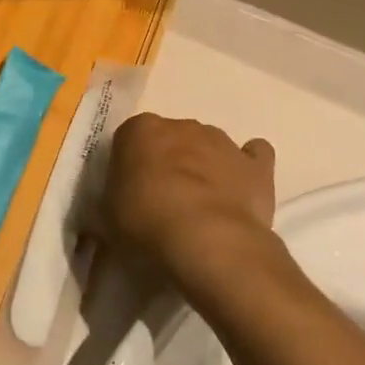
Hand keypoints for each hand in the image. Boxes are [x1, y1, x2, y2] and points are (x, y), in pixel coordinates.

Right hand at [100, 114, 276, 281]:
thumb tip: (110, 210)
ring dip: (205, 166)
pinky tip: (242, 189)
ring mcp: (221, 141)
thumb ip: (111, 202)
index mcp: (140, 130)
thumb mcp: (108, 217)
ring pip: (209, 145)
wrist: (207, 240)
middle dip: (170, 162)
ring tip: (202, 206)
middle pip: (172, 138)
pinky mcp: (255, 164)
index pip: (130, 138)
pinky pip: (254, 155)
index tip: (131, 191)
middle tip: (165, 200)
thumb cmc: (146, 223)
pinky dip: (248, 166)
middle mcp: (181, 125)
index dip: (131, 165)